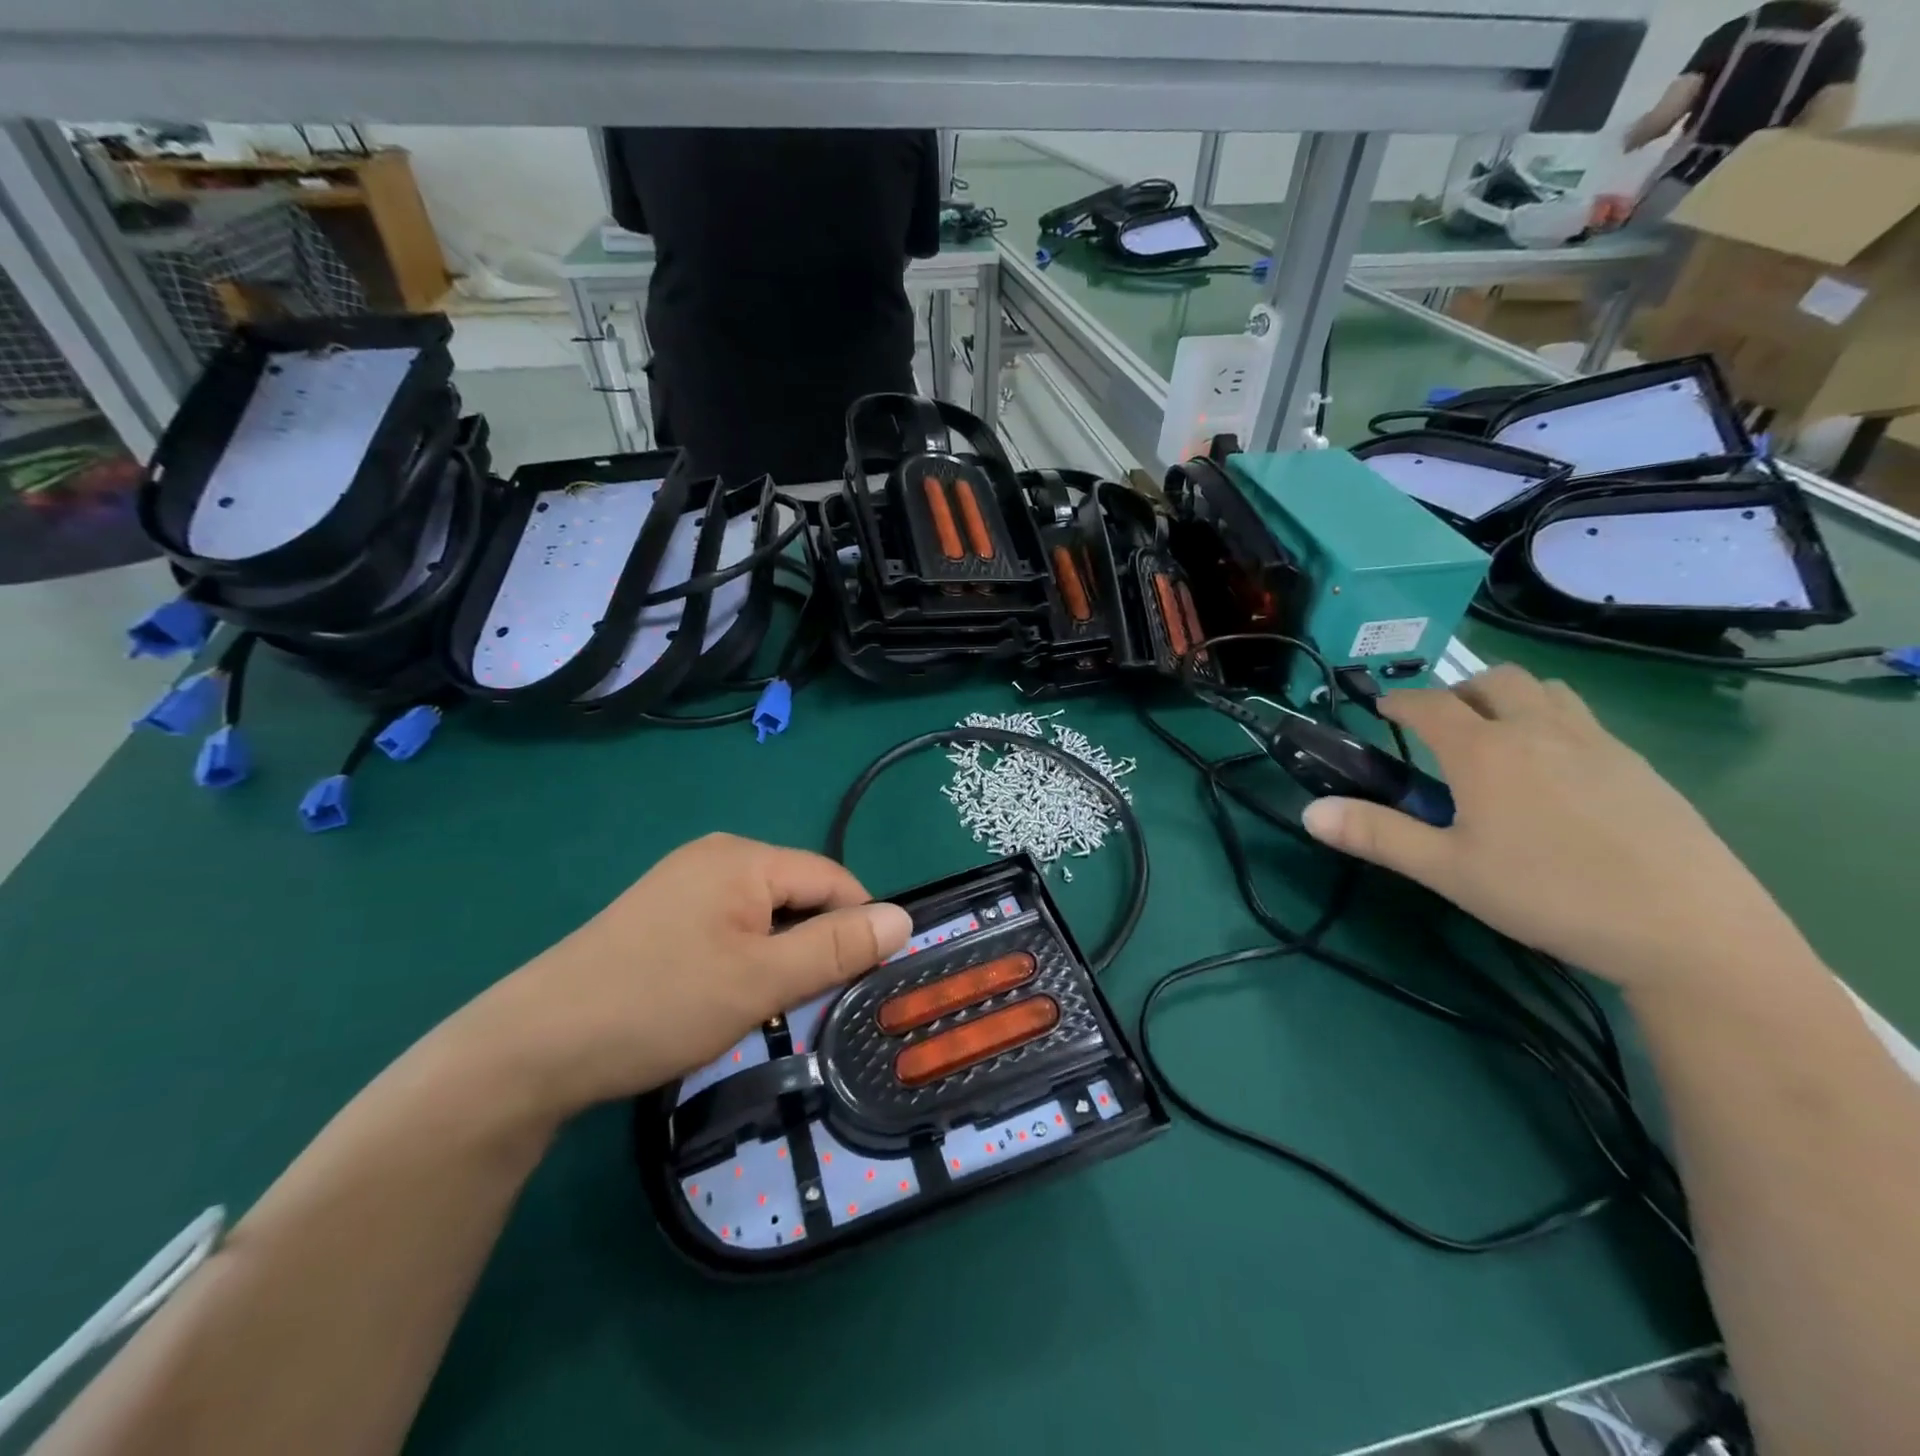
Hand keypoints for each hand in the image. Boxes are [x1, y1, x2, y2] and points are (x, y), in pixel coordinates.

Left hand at [463, 834, 911, 1118]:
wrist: (533, 1046)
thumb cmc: (659, 1003)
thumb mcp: (762, 980)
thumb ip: (837, 948)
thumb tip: (904, 918)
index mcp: (743, 857)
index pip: (833, 879)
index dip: (859, 926)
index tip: (866, 981)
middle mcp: (716, 856)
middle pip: (798, 894)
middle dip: (816, 945)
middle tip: (812, 1004)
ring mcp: (683, 884)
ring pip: (765, 915)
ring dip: (781, 956)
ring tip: (770, 1007)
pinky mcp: (661, 916)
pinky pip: (729, 927)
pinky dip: (746, 959)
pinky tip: (726, 997)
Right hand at [1302, 666, 1805, 992]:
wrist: (1687, 928)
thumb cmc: (1548, 894)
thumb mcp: (1447, 871)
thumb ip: (1375, 835)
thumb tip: (1308, 812)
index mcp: (1484, 751)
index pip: (1429, 705)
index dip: (1399, 701)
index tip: (1380, 708)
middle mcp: (1539, 731)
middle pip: (1494, 680)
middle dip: (1458, 690)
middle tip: (1440, 726)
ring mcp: (1597, 743)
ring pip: (1545, 691)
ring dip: (1510, 698)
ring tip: (1496, 739)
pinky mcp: (1639, 767)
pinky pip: (1584, 720)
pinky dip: (1552, 724)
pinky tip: (1554, 775)